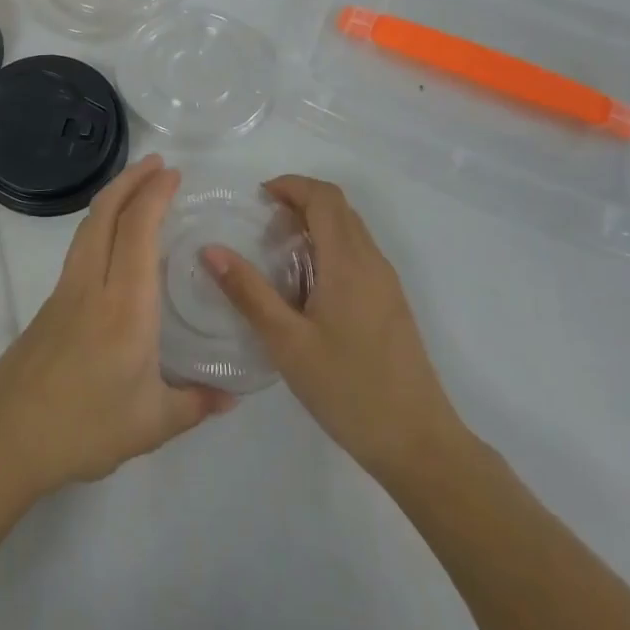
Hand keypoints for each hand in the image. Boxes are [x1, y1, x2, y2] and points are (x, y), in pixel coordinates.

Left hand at [0, 155, 233, 505]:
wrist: (7, 437)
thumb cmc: (85, 427)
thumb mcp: (152, 424)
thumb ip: (196, 404)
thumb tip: (233, 396)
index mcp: (125, 306)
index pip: (139, 231)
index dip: (155, 195)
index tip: (173, 174)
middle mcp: (92, 285)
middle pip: (105, 214)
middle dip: (131, 180)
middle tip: (157, 164)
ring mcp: (65, 292)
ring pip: (87, 228)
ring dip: (112, 198)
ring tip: (136, 189)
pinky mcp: (49, 305)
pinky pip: (79, 249)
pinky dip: (100, 226)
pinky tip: (113, 243)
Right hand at [204, 176, 467, 484]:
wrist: (418, 443)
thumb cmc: (348, 388)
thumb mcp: (287, 342)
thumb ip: (248, 292)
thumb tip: (211, 250)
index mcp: (349, 262)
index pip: (324, 197)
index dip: (290, 185)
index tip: (256, 199)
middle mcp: (373, 262)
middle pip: (339, 207)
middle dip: (299, 201)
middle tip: (261, 224)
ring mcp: (386, 283)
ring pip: (351, 230)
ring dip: (315, 224)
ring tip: (277, 252)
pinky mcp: (391, 304)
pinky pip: (358, 254)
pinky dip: (329, 247)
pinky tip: (306, 286)